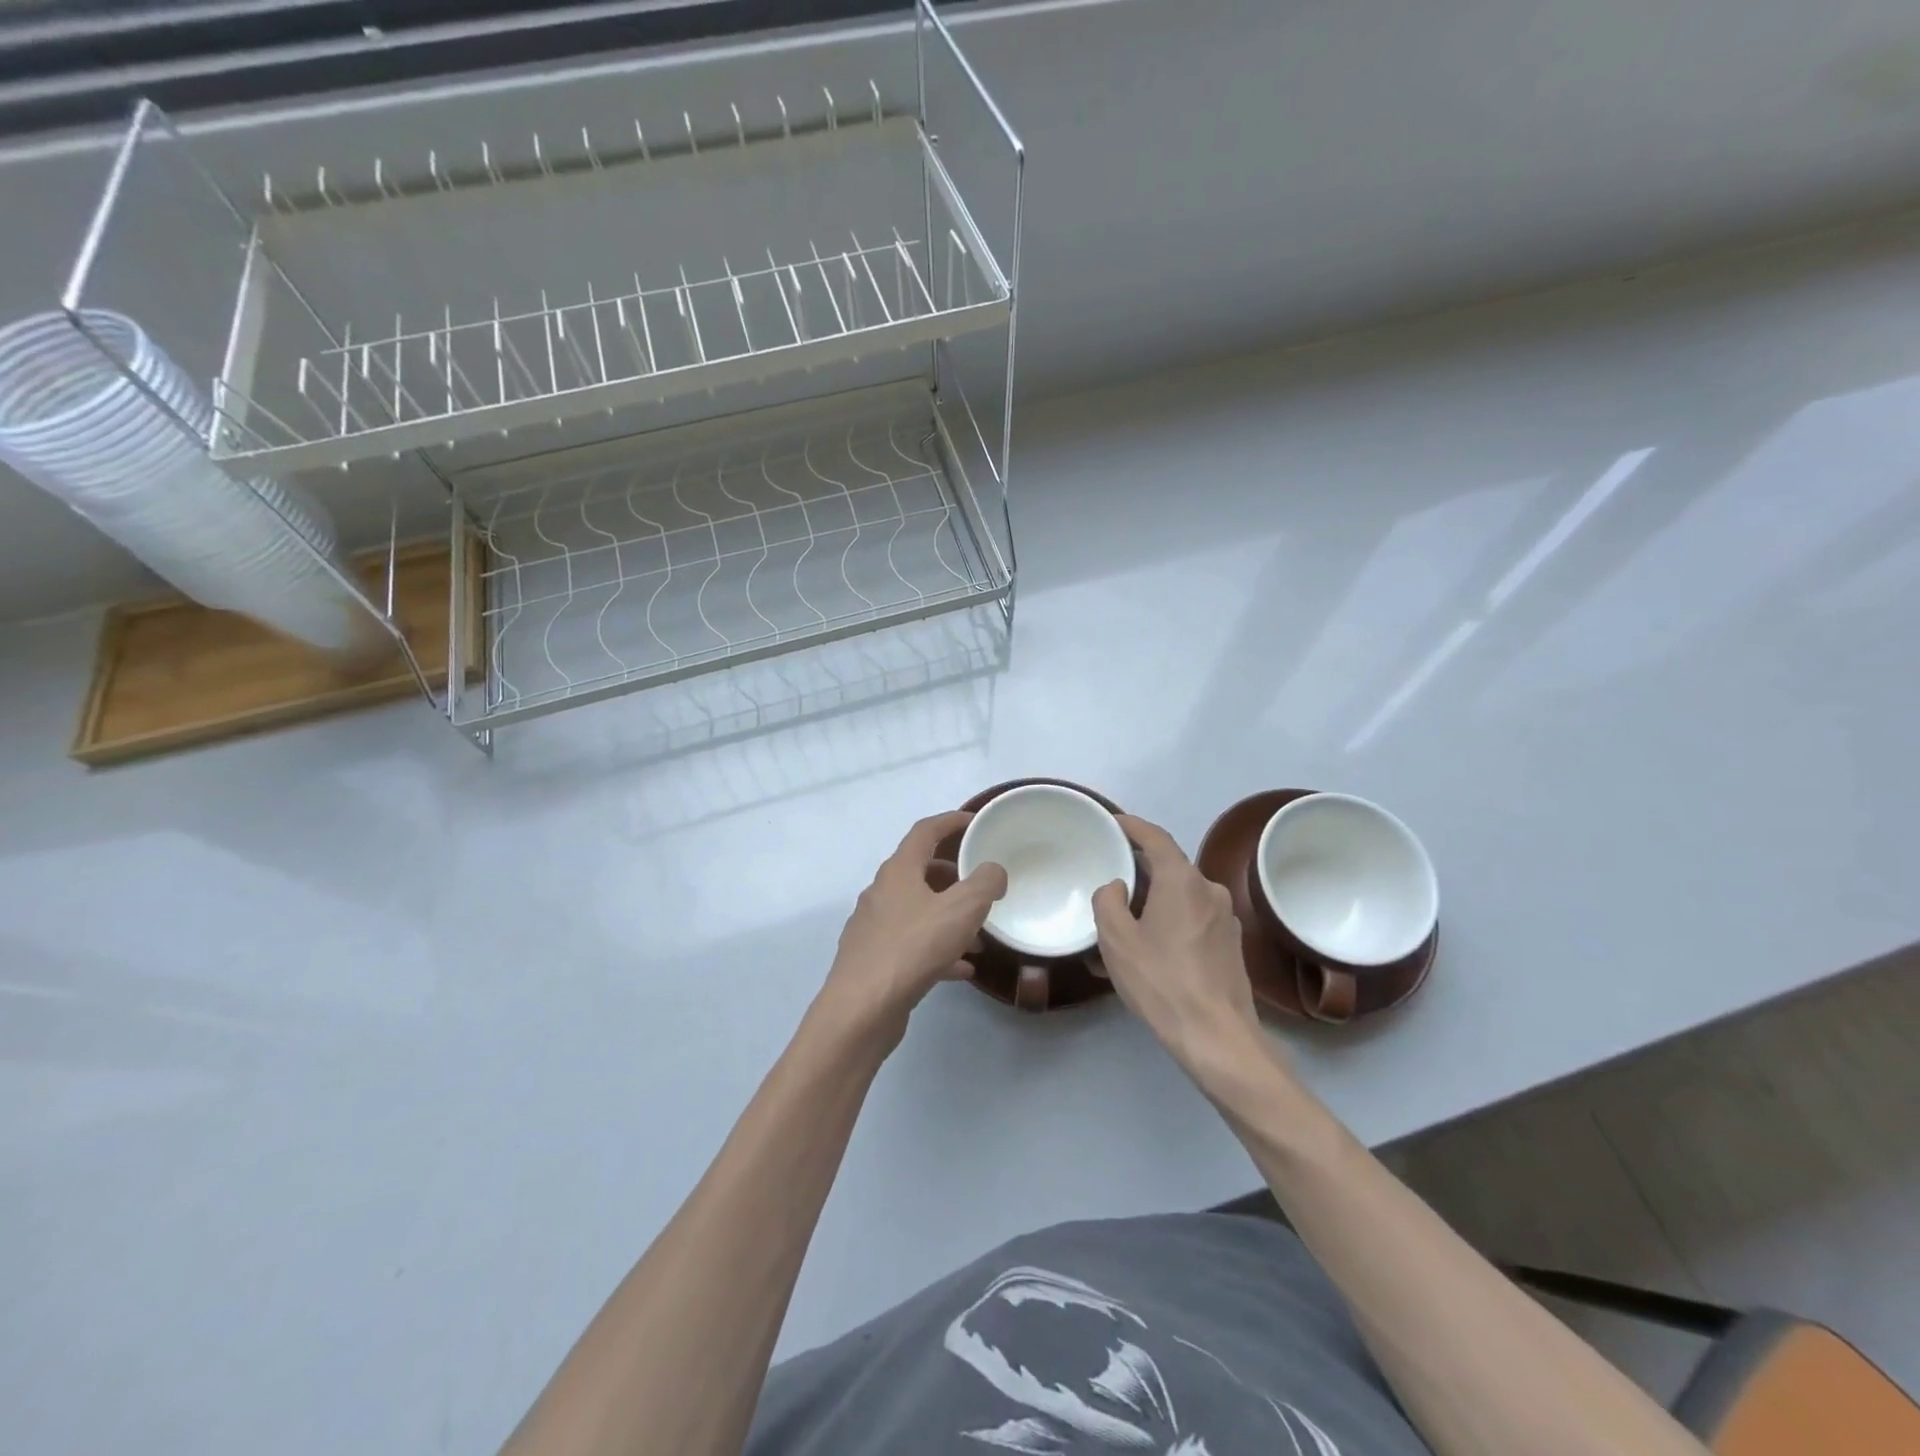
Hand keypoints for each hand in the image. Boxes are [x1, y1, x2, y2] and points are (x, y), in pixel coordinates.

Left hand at [816, 810, 1007, 1051]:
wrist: (861, 1009)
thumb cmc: (912, 948)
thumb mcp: (961, 910)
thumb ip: (984, 883)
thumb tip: (993, 870)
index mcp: (898, 871)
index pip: (925, 832)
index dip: (951, 822)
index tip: (975, 822)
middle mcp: (881, 893)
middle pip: (920, 872)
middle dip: (953, 876)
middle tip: (980, 885)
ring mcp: (874, 927)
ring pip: (918, 911)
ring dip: (949, 917)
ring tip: (980, 936)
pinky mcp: (874, 959)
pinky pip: (913, 944)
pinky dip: (938, 949)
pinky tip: (962, 969)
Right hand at [1092, 815, 1268, 1081]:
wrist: (1217, 1036)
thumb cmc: (1162, 981)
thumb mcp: (1117, 939)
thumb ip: (1108, 901)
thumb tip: (1118, 886)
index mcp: (1182, 880)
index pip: (1155, 838)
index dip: (1133, 826)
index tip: (1113, 822)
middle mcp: (1209, 890)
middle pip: (1169, 868)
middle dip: (1139, 870)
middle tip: (1110, 879)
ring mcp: (1226, 918)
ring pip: (1181, 897)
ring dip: (1154, 902)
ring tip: (1125, 923)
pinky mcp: (1231, 944)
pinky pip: (1193, 920)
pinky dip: (1170, 923)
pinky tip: (1150, 950)